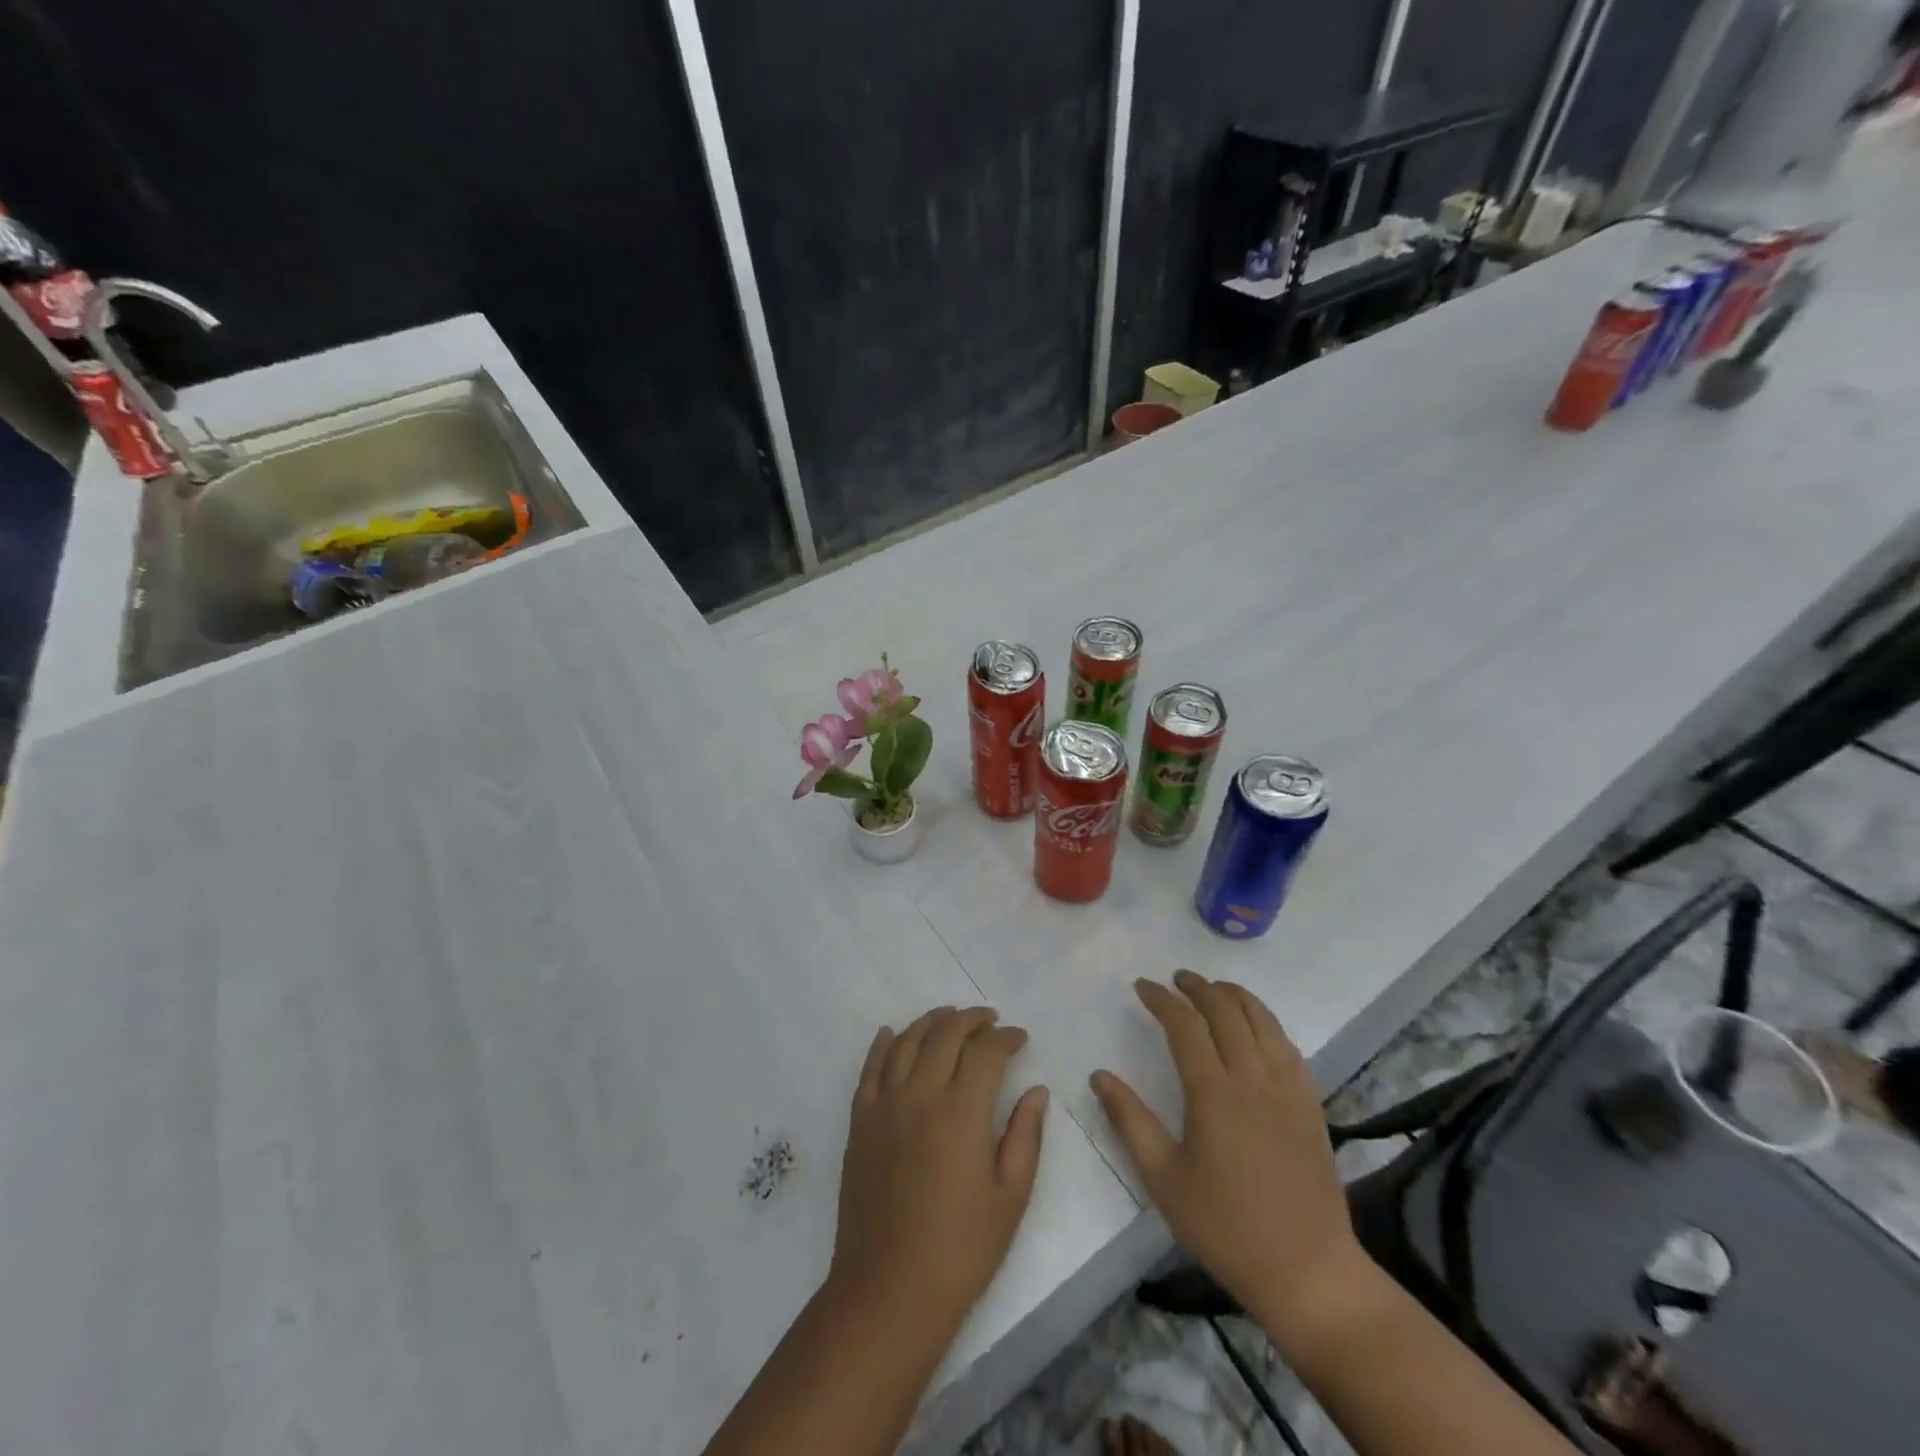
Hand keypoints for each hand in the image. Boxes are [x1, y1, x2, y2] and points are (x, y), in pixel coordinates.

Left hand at [827, 1007, 1048, 1350]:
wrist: (889, 1289)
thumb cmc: (961, 1249)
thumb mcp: (1010, 1196)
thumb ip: (1025, 1136)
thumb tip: (1036, 1090)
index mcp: (961, 1110)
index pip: (986, 1051)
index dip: (1006, 1037)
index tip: (1020, 1038)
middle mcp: (920, 1094)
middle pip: (945, 1034)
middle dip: (971, 1019)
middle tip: (989, 1020)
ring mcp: (884, 1105)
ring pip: (906, 1041)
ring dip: (931, 1021)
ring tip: (949, 1017)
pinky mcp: (860, 1122)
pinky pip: (869, 1068)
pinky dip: (882, 1044)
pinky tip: (891, 1033)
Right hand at [1090, 971, 1368, 1348]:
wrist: (1307, 1271)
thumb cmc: (1225, 1226)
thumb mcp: (1163, 1178)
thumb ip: (1129, 1121)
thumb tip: (1099, 1075)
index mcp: (1213, 1093)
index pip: (1184, 1025)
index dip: (1161, 999)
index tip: (1142, 986)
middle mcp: (1252, 1078)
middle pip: (1226, 1011)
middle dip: (1198, 987)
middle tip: (1176, 980)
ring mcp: (1288, 1089)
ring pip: (1263, 1020)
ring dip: (1235, 996)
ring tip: (1214, 989)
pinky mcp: (1311, 1105)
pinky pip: (1288, 1046)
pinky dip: (1267, 1023)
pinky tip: (1256, 1028)